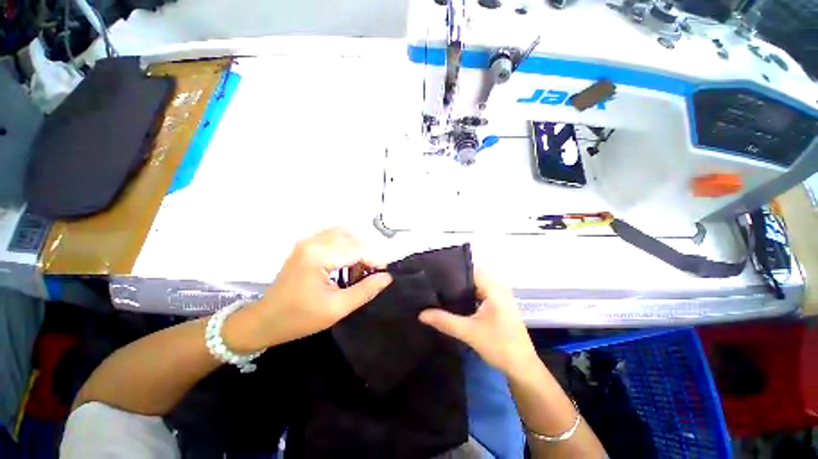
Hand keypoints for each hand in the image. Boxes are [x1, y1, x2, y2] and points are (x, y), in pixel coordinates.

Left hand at [225, 228, 391, 351]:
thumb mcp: (337, 309)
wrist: (265, 320)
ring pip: (346, 234)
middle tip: (371, 275)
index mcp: (318, 255)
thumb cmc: (299, 318)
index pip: (358, 248)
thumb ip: (365, 291)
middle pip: (353, 237)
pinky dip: (347, 246)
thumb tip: (387, 277)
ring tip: (359, 270)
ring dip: (358, 248)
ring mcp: (308, 240)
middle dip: (368, 254)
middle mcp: (313, 241)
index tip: (384, 274)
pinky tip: (347, 263)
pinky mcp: (307, 244)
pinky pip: (335, 236)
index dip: (376, 260)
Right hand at [419, 270, 537, 375]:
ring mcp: (500, 296)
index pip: (470, 270)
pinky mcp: (499, 304)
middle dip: (455, 279)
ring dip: (461, 288)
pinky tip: (455, 301)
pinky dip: (469, 295)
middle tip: (434, 283)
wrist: (522, 367)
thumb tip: (421, 314)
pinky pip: (480, 292)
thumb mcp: (469, 332)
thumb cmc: (499, 346)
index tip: (435, 274)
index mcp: (494, 288)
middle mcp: (498, 287)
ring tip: (440, 290)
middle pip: (473, 276)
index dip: (453, 270)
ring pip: (476, 285)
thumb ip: (444, 321)